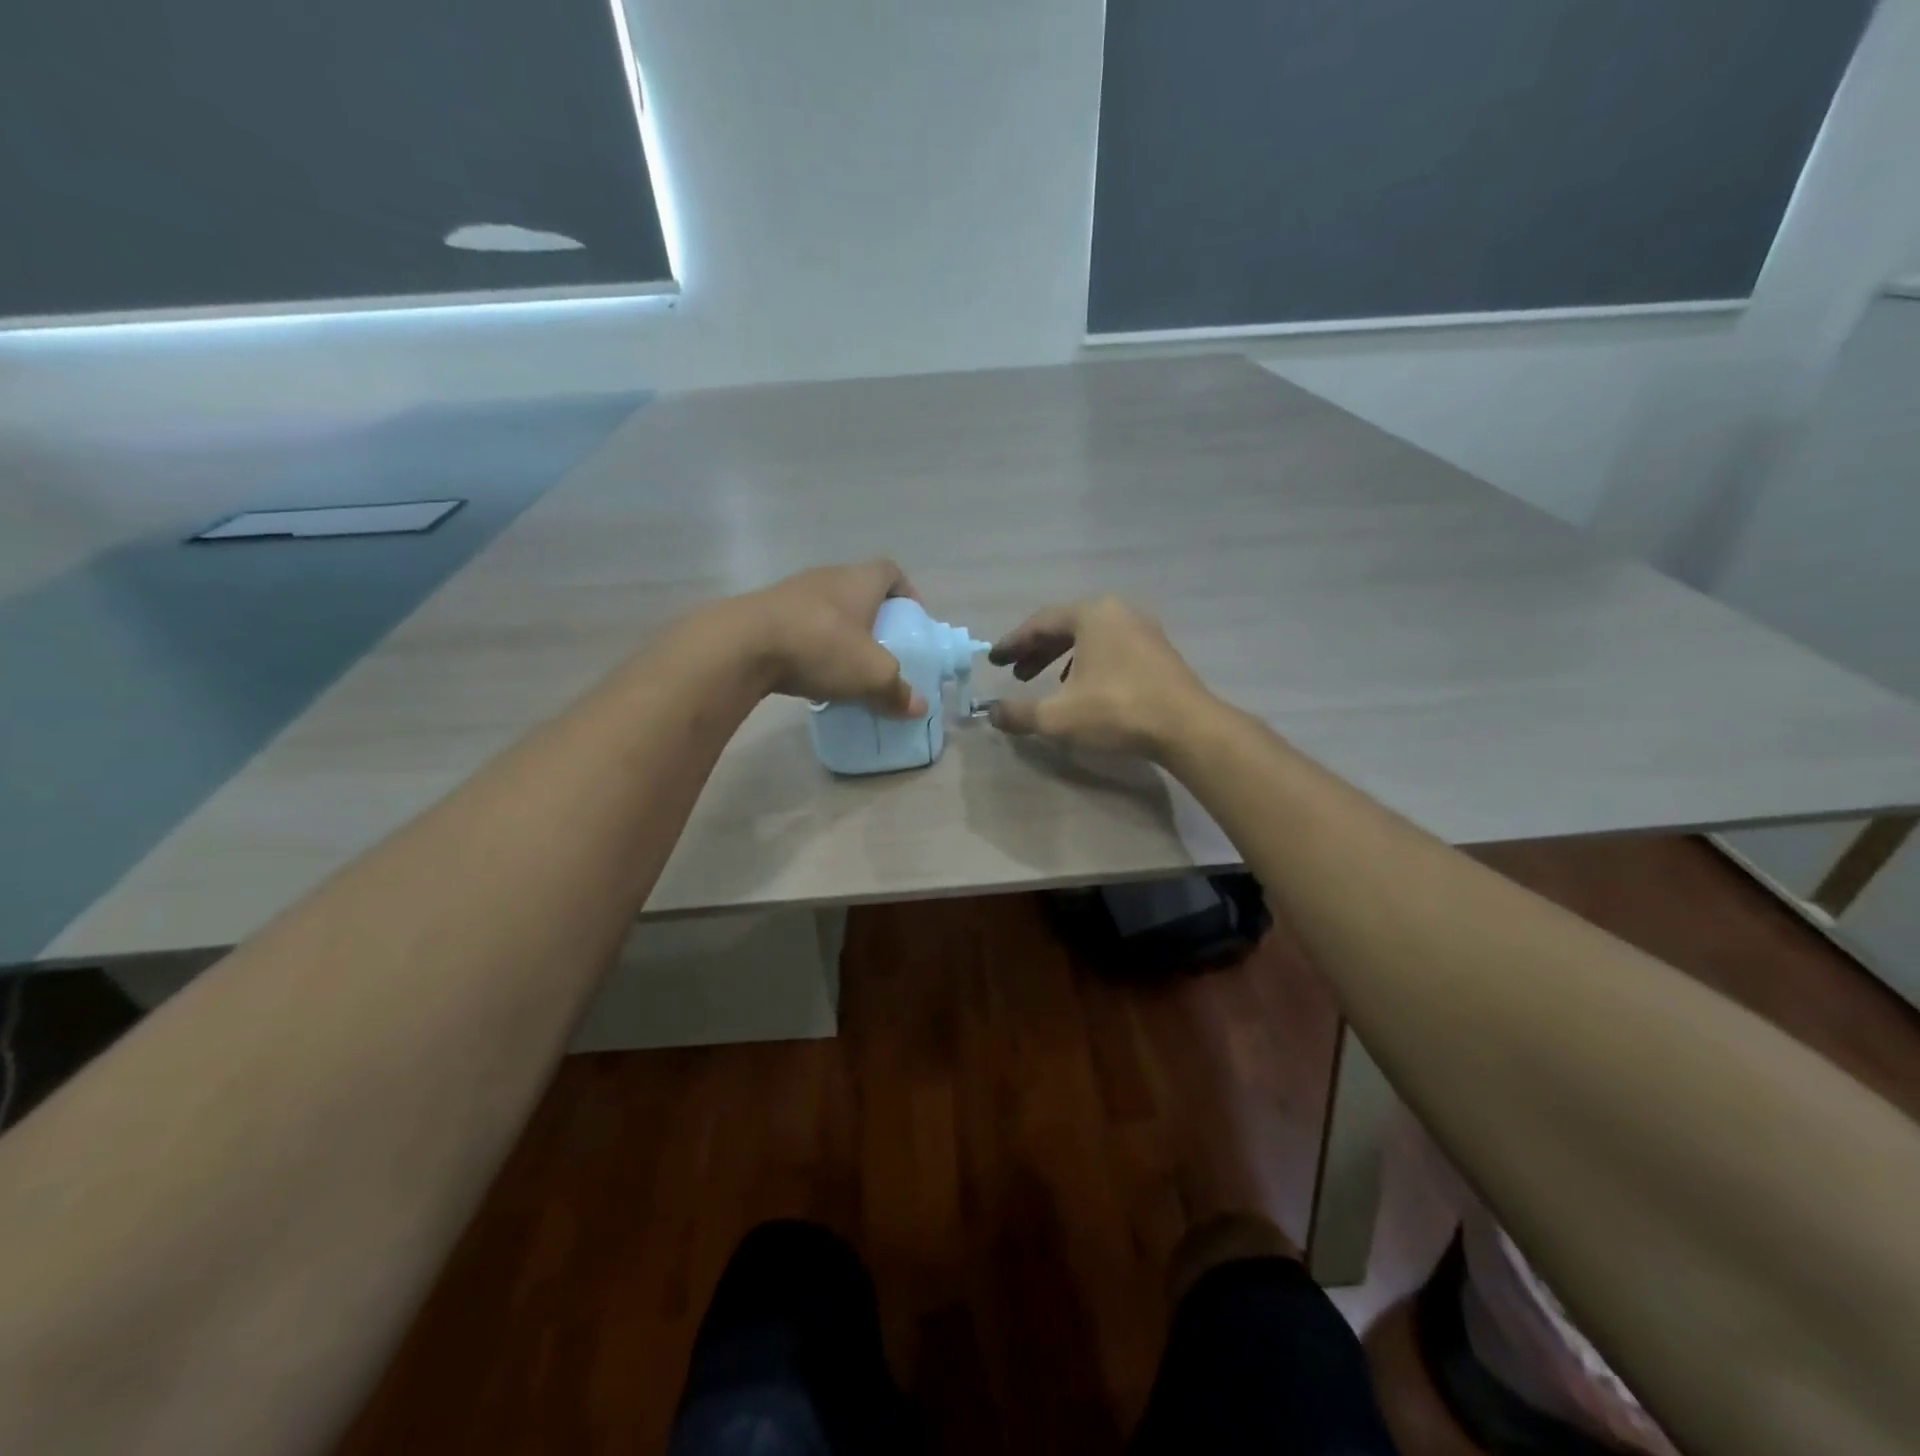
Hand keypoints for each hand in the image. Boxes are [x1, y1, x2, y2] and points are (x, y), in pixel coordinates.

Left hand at [732, 559, 927, 716]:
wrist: (742, 645)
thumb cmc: (821, 646)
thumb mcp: (871, 674)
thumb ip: (897, 690)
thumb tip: (919, 707)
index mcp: (859, 580)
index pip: (891, 571)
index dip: (906, 592)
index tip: (911, 620)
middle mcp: (827, 577)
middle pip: (858, 590)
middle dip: (873, 618)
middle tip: (881, 649)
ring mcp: (791, 592)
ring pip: (826, 608)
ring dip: (839, 632)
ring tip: (846, 665)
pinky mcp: (764, 612)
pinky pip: (799, 625)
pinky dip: (810, 644)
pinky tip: (810, 671)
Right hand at [987, 595, 1214, 757]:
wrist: (1186, 727)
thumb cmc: (1117, 710)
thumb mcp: (1058, 716)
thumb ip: (1020, 713)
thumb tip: (992, 713)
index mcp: (1091, 614)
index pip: (1040, 624)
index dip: (1013, 644)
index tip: (994, 660)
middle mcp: (1117, 612)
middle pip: (1065, 627)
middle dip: (1036, 651)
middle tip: (1015, 673)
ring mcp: (1142, 629)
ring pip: (1090, 638)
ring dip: (1061, 658)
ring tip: (1045, 682)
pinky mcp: (1158, 651)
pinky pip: (1111, 648)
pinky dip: (1088, 663)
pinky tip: (1082, 688)